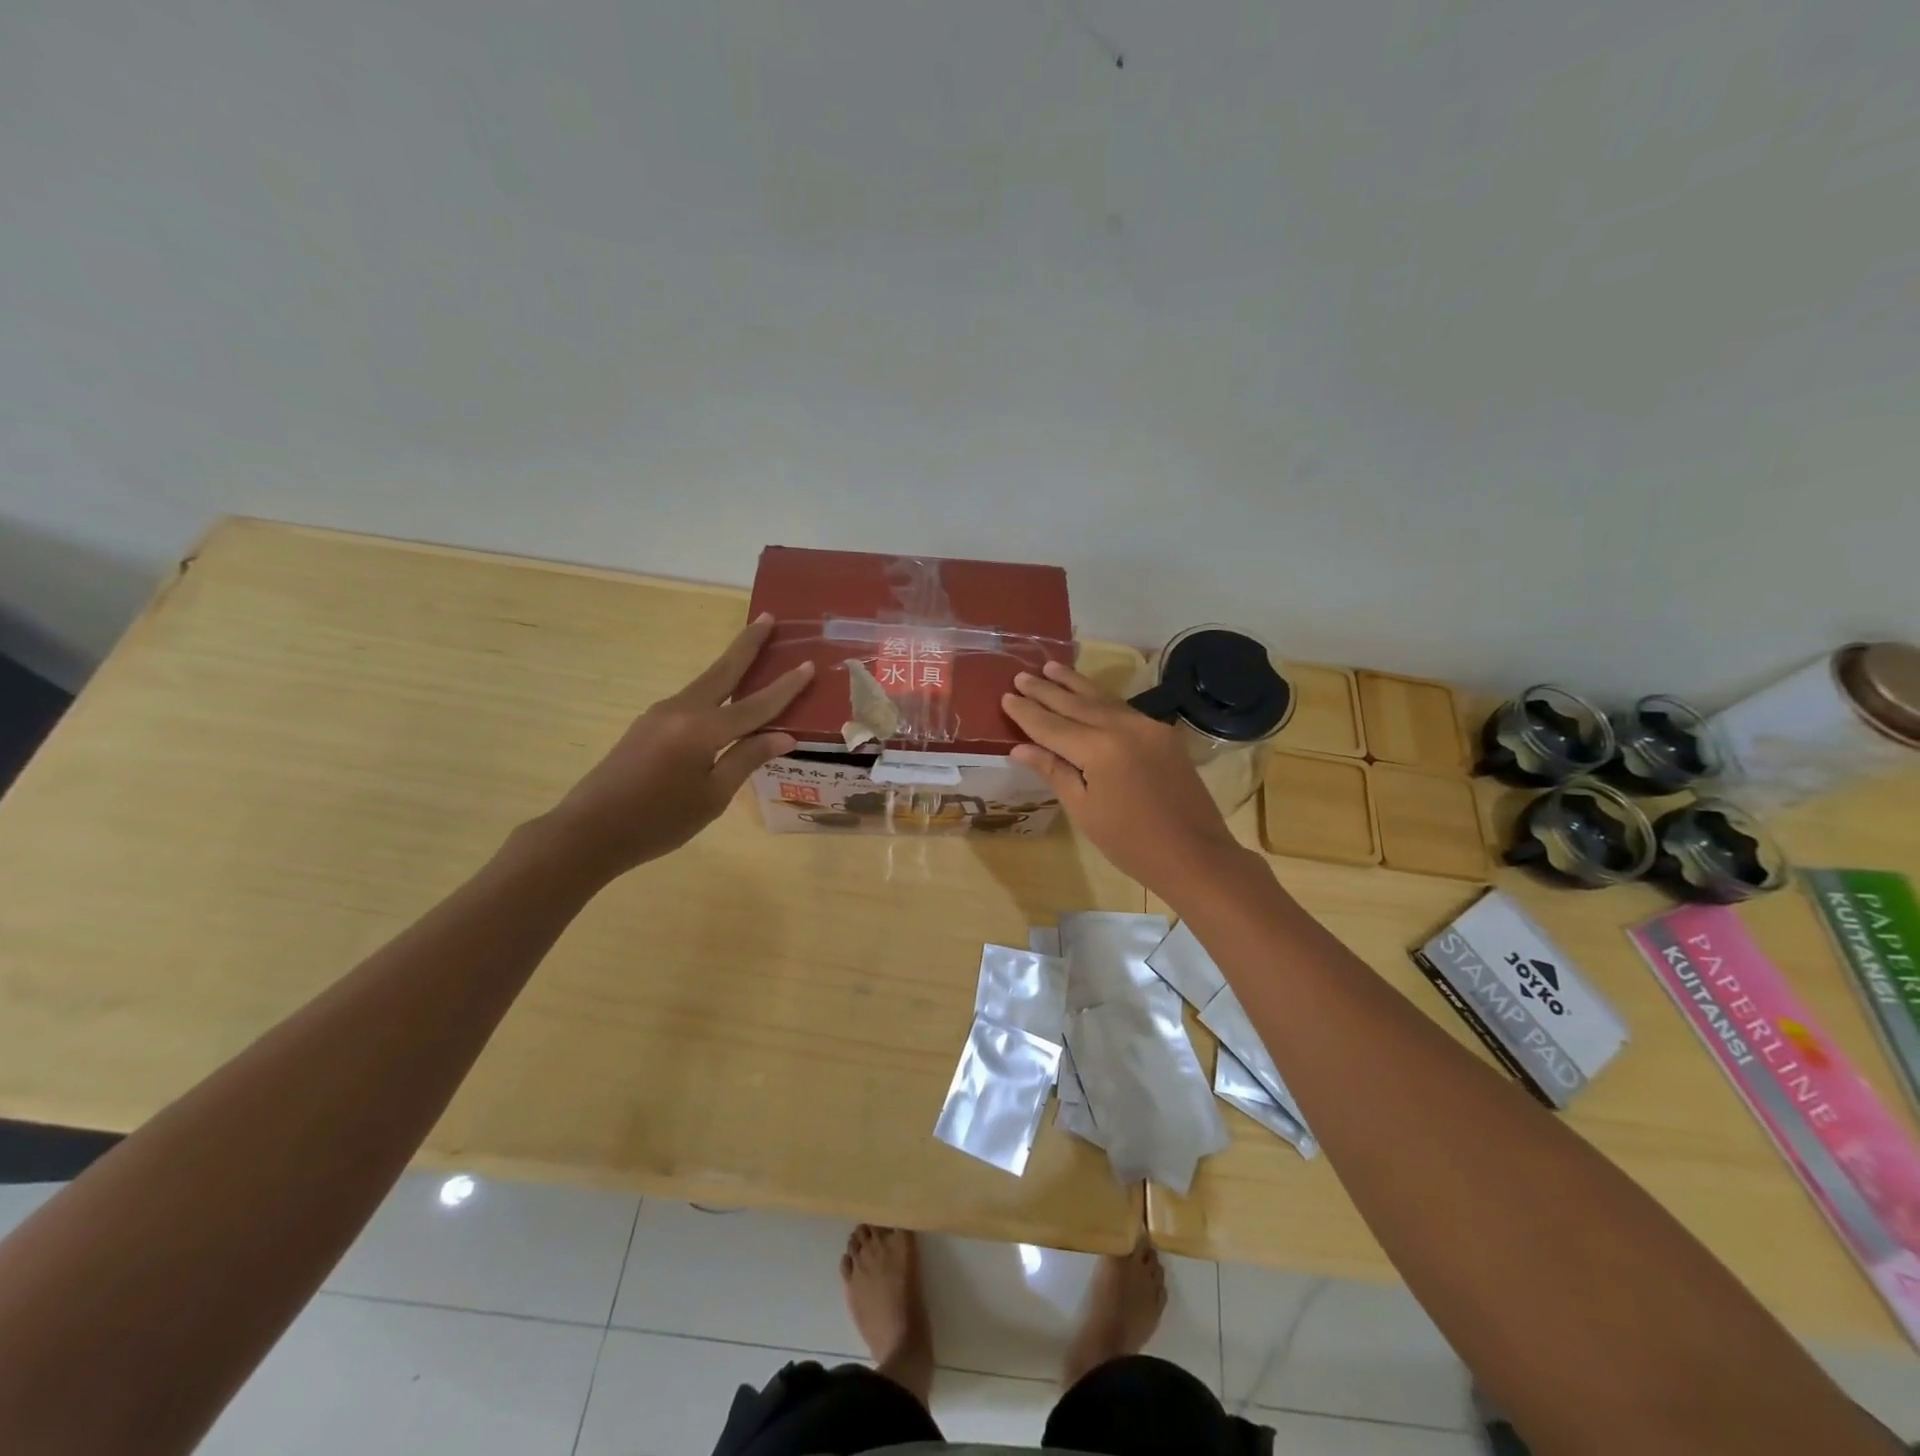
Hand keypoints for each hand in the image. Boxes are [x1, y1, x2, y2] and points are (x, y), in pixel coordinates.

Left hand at [543, 614, 812, 877]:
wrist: (589, 832)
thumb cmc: (658, 822)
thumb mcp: (712, 797)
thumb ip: (746, 759)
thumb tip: (783, 736)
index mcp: (702, 730)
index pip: (755, 705)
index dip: (785, 687)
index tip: (809, 664)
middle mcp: (681, 710)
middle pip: (723, 670)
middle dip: (747, 644)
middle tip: (769, 618)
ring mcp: (661, 714)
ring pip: (706, 683)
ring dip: (731, 664)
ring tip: (755, 650)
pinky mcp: (649, 724)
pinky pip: (693, 700)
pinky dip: (716, 690)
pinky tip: (727, 697)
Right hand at [1002, 660, 1251, 897]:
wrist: (1195, 855)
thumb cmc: (1131, 843)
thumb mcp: (1084, 810)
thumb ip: (1054, 771)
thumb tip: (1021, 748)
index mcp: (1099, 748)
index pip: (1052, 726)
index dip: (1027, 713)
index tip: (1006, 696)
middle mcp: (1123, 727)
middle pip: (1076, 704)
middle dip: (1046, 690)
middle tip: (1021, 676)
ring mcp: (1148, 726)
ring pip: (1102, 698)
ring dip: (1074, 684)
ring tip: (1051, 667)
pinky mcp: (1163, 734)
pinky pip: (1123, 709)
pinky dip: (1100, 698)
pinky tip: (1088, 693)